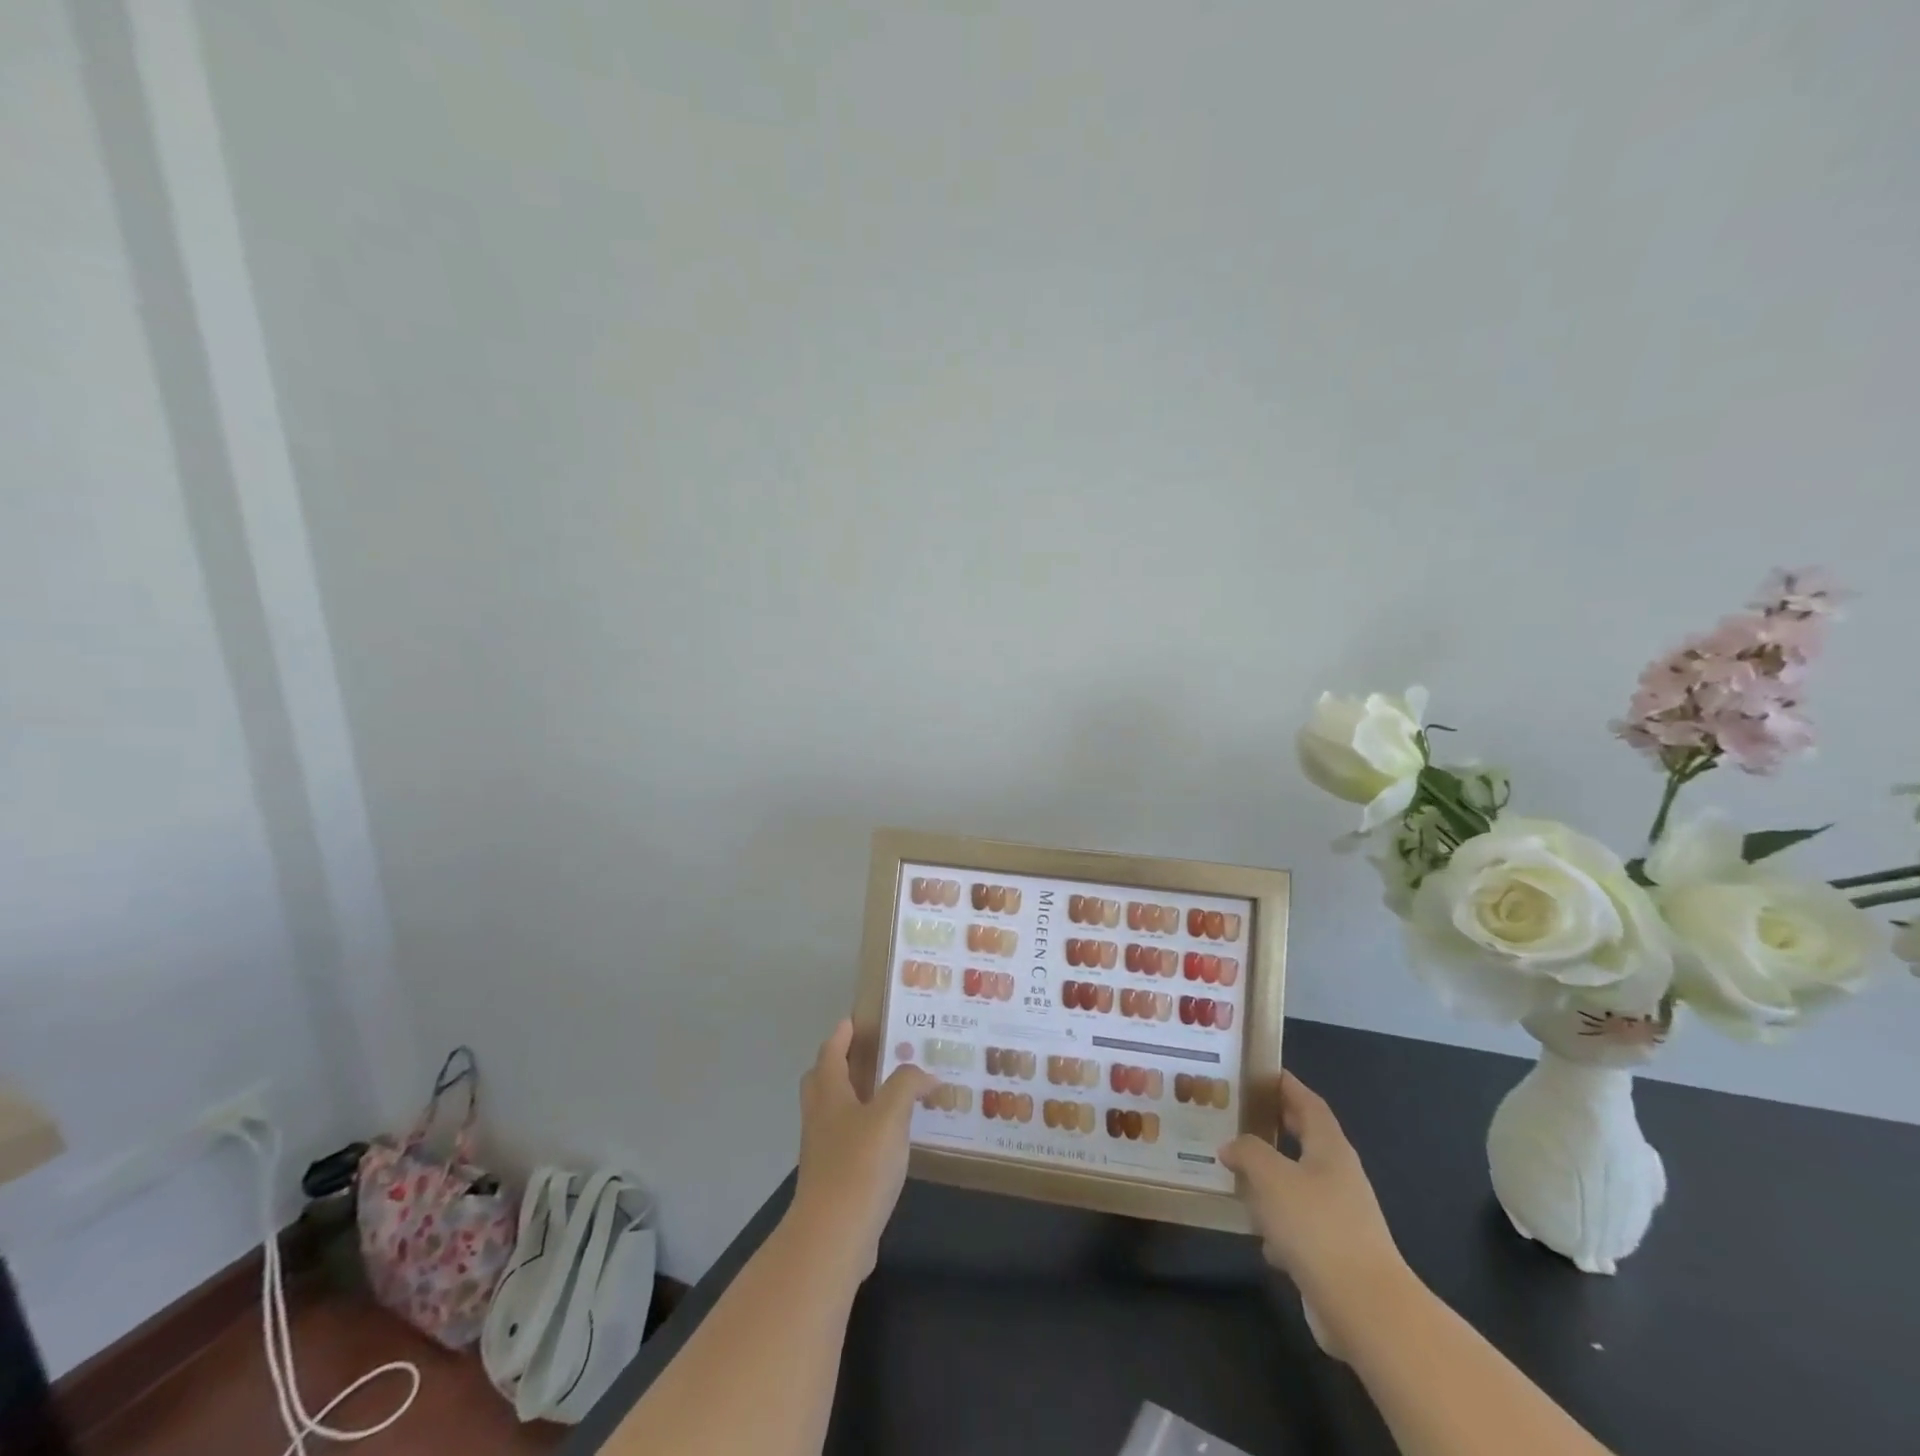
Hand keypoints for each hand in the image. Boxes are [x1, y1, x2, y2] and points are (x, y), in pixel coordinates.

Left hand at [787, 1021, 935, 1278]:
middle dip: (839, 1065)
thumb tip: (927, 1075)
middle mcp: (821, 1119)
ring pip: (833, 1113)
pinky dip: (863, 1132)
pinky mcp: (833, 1182)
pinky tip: (890, 1141)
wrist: (833, 1237)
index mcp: (829, 1095)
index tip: (853, 1020)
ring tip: (888, 1096)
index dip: (841, 1036)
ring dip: (853, 1099)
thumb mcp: (890, 1115)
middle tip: (868, 1055)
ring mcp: (823, 1152)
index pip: (830, 1054)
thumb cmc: (859, 1165)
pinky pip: (846, 1143)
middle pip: (822, 1082)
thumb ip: (908, 1085)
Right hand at [1220, 1072, 1408, 1348]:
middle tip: (1240, 1115)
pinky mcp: (1333, 1254)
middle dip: (1275, 1128)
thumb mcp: (1271, 1176)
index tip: (1261, 1072)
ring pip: (1298, 1185)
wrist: (1365, 1309)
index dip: (1287, 1086)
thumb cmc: (1317, 1226)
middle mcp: (1338, 1177)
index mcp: (1330, 1149)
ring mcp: (1339, 1217)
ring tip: (1235, 1171)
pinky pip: (1298, 1226)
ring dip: (1270, 1179)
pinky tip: (1256, 1233)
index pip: (1309, 1103)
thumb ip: (1247, 1151)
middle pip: (1305, 1141)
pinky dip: (1277, 1224)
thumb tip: (1231, 1146)